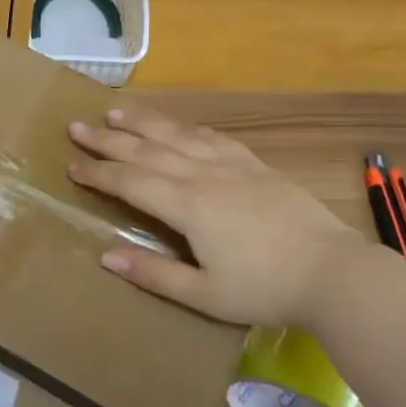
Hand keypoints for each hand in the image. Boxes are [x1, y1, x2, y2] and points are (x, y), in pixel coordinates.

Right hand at [68, 105, 362, 325]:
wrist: (334, 273)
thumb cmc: (265, 289)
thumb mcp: (204, 295)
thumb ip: (154, 274)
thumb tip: (106, 255)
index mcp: (188, 206)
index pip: (131, 182)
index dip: (99, 174)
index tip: (71, 166)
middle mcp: (205, 176)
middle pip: (147, 151)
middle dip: (109, 139)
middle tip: (77, 126)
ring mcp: (233, 167)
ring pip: (179, 136)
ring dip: (144, 123)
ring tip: (116, 111)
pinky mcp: (258, 167)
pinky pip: (215, 139)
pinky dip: (189, 129)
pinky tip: (181, 127)